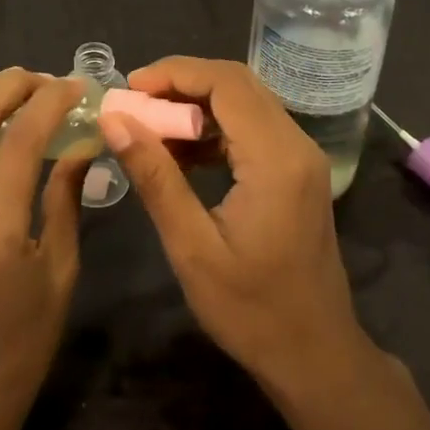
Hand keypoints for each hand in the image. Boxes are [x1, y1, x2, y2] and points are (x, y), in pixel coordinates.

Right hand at [101, 57, 377, 401]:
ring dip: (197, 104)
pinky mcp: (297, 172)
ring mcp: (301, 158)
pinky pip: (252, 129)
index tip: (129, 88)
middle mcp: (296, 145)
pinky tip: (181, 153)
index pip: (225, 83)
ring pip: (245, 103)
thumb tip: (114, 120)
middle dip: (182, 83)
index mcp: (276, 158)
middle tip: (134, 102)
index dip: (174, 73)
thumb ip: (155, 176)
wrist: (315, 355)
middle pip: (238, 84)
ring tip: (149, 126)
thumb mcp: (191, 246)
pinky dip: (215, 128)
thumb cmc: (251, 309)